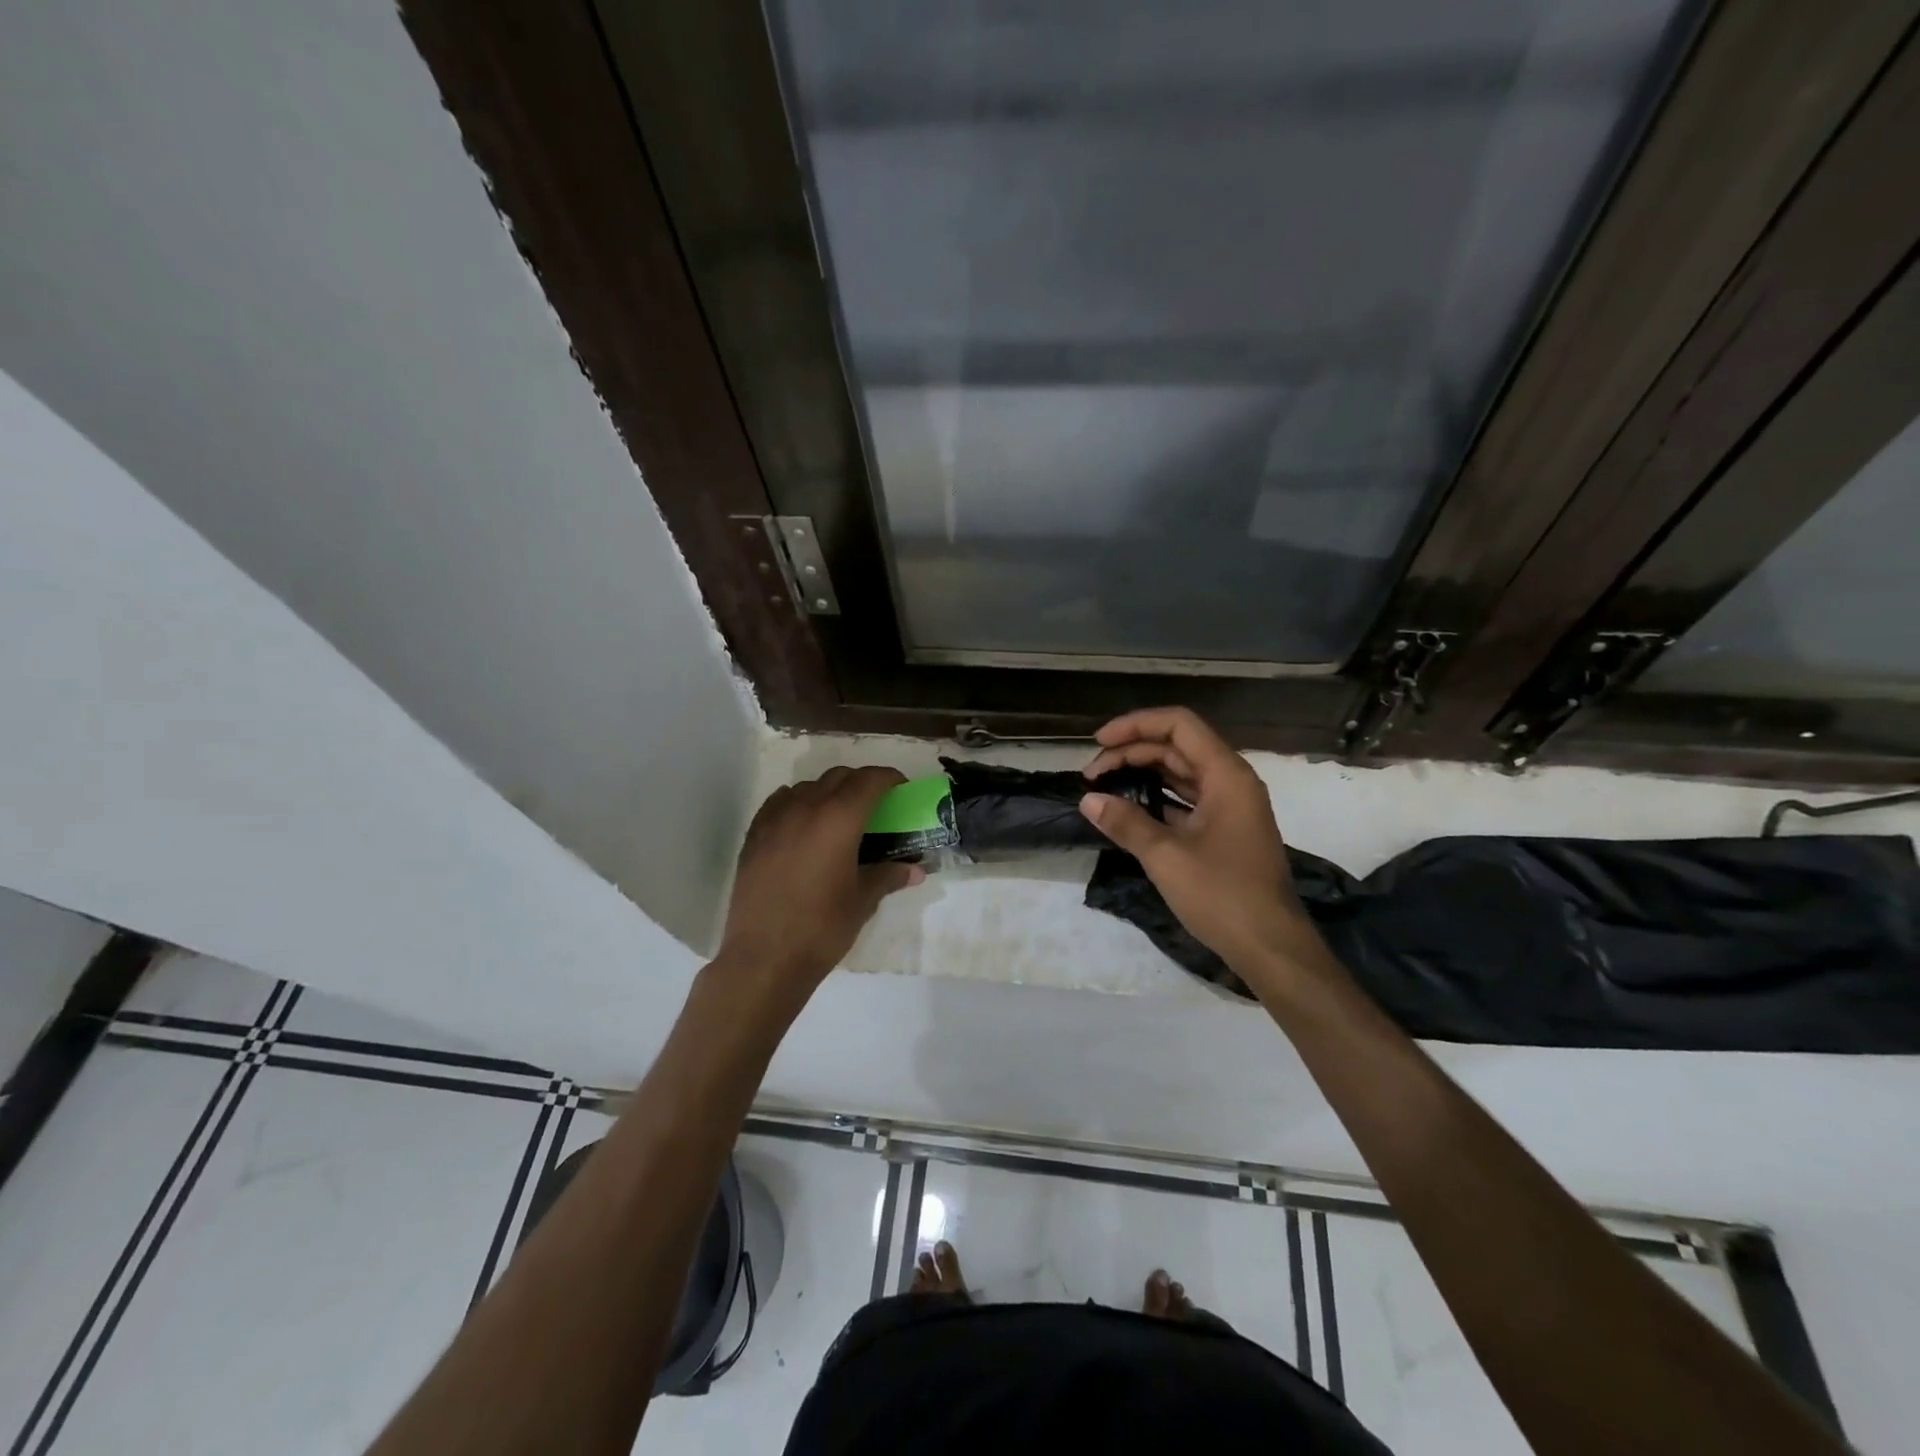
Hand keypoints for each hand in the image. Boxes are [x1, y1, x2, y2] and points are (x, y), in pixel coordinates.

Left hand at [716, 766, 922, 1011]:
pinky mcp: (754, 835)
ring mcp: (775, 819)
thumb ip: (888, 876)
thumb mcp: (863, 901)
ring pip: (808, 786)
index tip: (901, 788)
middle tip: (876, 805)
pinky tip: (804, 825)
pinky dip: (798, 803)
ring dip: (829, 791)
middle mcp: (806, 808)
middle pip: (839, 777)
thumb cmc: (822, 928)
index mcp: (839, 819)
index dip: (889, 778)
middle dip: (861, 783)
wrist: (764, 958)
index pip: (869, 780)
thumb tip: (915, 870)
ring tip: (839, 817)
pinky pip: (780, 802)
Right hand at [1080, 707, 1329, 987]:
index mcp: (1226, 775)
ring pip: (1181, 773)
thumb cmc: (1223, 895)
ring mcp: (1230, 807)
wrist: (1271, 948)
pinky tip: (1128, 811)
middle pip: (1176, 747)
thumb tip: (1088, 800)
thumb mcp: (1166, 857)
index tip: (1099, 743)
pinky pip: (1186, 799)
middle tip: (1091, 775)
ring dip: (1142, 774)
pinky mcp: (1225, 831)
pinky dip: (1156, 798)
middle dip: (1131, 753)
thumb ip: (1126, 822)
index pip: (1179, 725)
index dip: (1136, 725)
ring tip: (1103, 787)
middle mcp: (1231, 782)